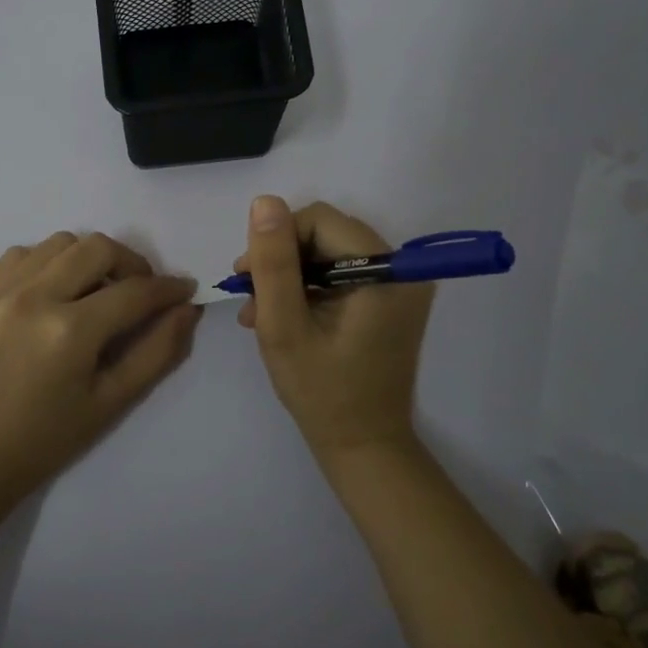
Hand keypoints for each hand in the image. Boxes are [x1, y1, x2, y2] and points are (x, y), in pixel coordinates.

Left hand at [0, 232, 200, 505]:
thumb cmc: (46, 438)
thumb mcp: (112, 403)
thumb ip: (157, 352)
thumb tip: (187, 309)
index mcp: (70, 330)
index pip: (135, 291)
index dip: (168, 288)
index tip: (185, 290)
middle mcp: (36, 296)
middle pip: (99, 248)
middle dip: (132, 264)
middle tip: (141, 293)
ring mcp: (4, 290)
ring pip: (62, 242)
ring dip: (90, 258)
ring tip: (96, 292)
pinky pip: (25, 253)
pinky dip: (50, 261)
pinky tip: (55, 291)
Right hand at [236, 196, 433, 461]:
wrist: (363, 446)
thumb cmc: (321, 392)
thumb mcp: (283, 327)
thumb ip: (274, 263)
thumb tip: (265, 201)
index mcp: (384, 271)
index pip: (320, 220)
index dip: (278, 239)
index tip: (247, 275)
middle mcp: (401, 269)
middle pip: (326, 233)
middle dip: (282, 260)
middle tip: (249, 296)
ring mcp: (398, 285)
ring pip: (329, 252)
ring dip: (290, 276)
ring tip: (258, 313)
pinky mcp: (390, 300)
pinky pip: (342, 274)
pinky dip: (309, 289)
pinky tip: (281, 316)